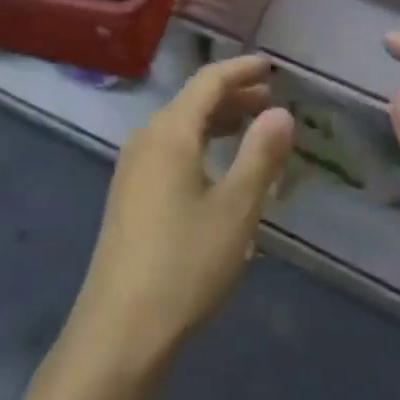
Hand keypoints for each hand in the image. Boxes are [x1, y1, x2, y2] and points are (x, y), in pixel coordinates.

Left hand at [65, 55, 294, 373]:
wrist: (118, 332)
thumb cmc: (183, 265)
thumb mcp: (235, 210)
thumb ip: (260, 155)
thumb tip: (281, 112)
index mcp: (169, 131)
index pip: (209, 81)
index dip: (241, 70)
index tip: (272, 67)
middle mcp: (146, 138)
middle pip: (193, 101)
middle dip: (233, 96)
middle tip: (271, 101)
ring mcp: (133, 167)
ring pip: (181, 126)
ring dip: (218, 122)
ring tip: (253, 130)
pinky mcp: (129, 194)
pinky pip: (171, 150)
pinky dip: (201, 145)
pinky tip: (220, 170)